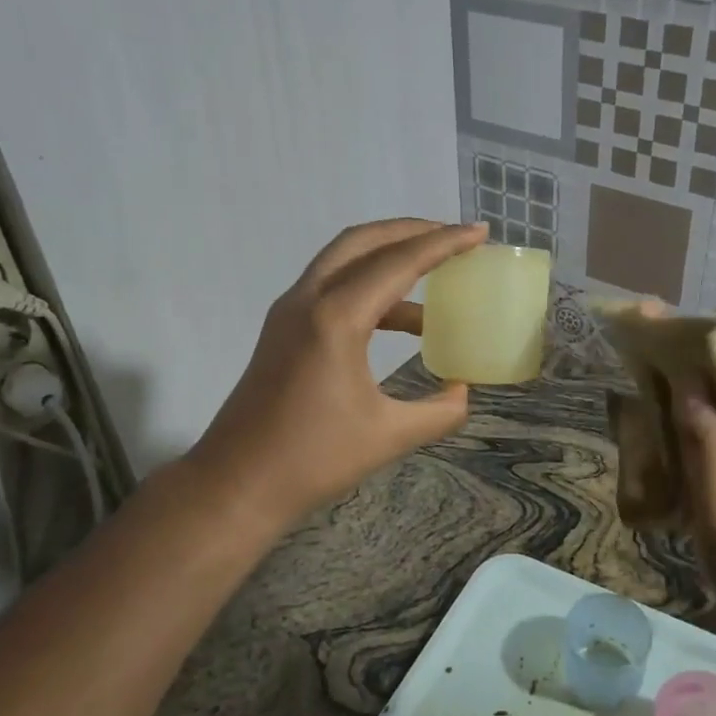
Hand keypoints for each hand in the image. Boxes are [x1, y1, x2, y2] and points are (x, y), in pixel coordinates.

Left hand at [187, 219, 486, 525]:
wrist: (235, 484)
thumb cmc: (312, 460)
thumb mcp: (388, 436)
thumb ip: (438, 411)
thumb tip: (462, 392)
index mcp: (336, 318)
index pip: (399, 262)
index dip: (443, 243)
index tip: (480, 232)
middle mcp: (308, 300)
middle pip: (364, 241)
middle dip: (412, 231)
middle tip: (454, 238)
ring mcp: (289, 312)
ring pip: (344, 260)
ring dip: (389, 256)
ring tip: (435, 274)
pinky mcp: (283, 329)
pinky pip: (333, 287)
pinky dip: (370, 287)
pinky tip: (403, 320)